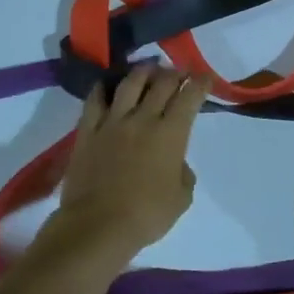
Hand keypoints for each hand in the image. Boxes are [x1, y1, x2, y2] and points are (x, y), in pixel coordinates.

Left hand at [48, 65, 208, 261]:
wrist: (97, 225)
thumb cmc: (146, 215)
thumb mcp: (181, 198)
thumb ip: (183, 174)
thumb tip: (176, 163)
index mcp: (171, 133)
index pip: (190, 97)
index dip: (200, 83)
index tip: (205, 77)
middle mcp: (143, 119)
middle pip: (162, 84)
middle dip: (175, 73)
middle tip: (180, 72)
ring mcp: (113, 122)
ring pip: (130, 84)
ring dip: (143, 72)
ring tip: (149, 68)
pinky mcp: (88, 131)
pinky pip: (94, 101)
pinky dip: (103, 88)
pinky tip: (107, 84)